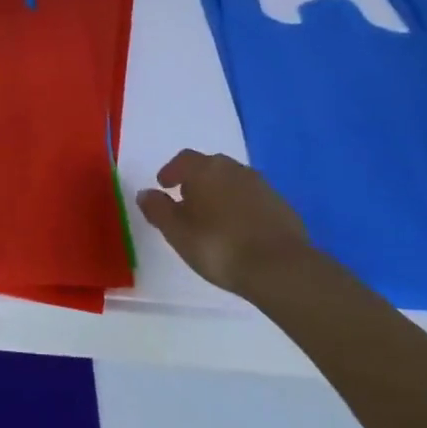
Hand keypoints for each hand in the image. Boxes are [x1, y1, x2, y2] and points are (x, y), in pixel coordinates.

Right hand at [136, 150, 309, 296]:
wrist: (280, 267)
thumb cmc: (218, 246)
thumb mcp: (177, 232)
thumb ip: (157, 209)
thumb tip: (144, 192)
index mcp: (205, 169)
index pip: (184, 159)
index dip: (171, 171)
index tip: (164, 185)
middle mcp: (234, 169)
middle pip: (210, 167)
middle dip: (197, 181)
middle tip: (188, 201)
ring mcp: (261, 186)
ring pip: (234, 182)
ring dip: (221, 194)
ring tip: (214, 218)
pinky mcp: (282, 206)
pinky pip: (254, 200)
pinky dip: (242, 208)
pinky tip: (240, 230)